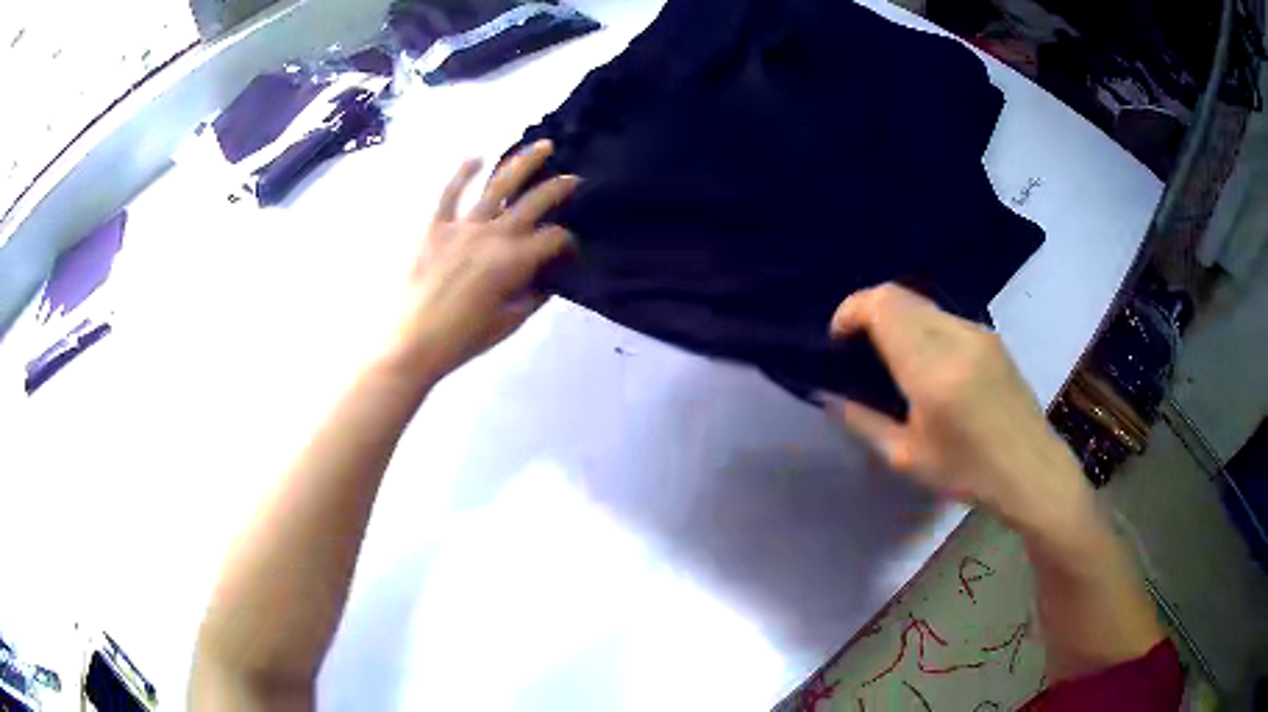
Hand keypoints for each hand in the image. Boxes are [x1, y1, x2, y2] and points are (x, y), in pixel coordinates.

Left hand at [379, 141, 578, 382]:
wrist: (412, 343)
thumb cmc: (463, 339)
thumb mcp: (509, 323)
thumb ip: (534, 295)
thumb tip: (551, 277)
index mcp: (514, 262)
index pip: (554, 239)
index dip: (568, 241)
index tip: (570, 247)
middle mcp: (493, 235)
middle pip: (534, 203)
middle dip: (559, 188)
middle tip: (575, 179)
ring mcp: (462, 226)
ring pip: (498, 185)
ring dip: (523, 163)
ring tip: (542, 146)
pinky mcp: (435, 227)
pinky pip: (450, 193)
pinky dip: (462, 172)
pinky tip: (477, 156)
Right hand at [823, 283, 1088, 528]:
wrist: (1031, 470)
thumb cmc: (969, 473)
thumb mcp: (907, 458)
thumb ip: (864, 420)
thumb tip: (830, 395)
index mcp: (932, 369)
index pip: (883, 306)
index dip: (851, 310)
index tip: (837, 340)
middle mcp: (956, 337)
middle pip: (899, 295)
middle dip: (868, 311)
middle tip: (856, 348)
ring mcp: (977, 332)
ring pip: (922, 304)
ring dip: (896, 318)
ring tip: (888, 357)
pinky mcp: (990, 337)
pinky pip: (943, 317)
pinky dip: (920, 327)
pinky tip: (924, 363)